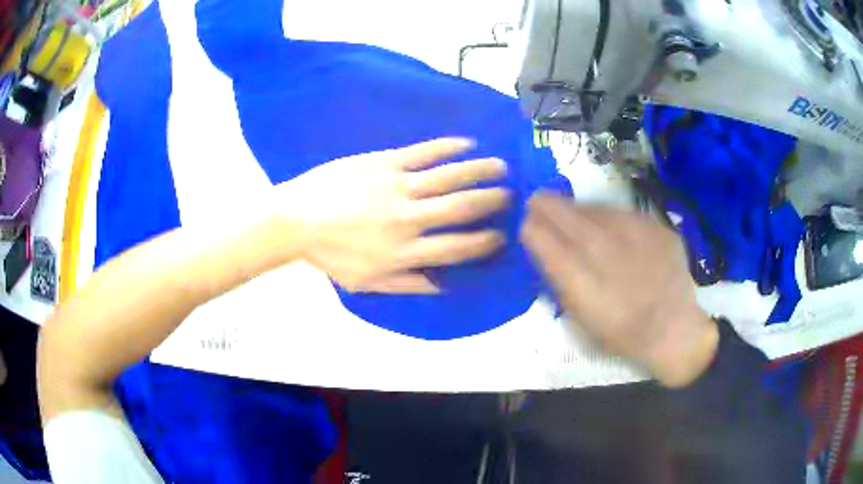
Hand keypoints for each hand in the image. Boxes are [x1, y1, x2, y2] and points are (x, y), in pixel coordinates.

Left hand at [279, 138, 509, 293]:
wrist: (295, 219)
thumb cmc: (328, 255)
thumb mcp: (365, 283)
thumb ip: (406, 284)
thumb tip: (442, 285)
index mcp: (404, 252)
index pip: (457, 247)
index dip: (484, 242)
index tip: (501, 235)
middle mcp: (408, 219)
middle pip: (461, 208)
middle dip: (492, 201)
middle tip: (510, 195)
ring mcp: (397, 187)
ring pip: (450, 177)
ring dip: (480, 171)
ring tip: (501, 167)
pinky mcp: (384, 162)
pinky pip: (423, 153)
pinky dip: (449, 147)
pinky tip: (467, 144)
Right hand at [520, 193, 718, 386]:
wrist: (674, 329)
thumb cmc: (624, 334)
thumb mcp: (585, 322)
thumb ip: (564, 286)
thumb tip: (546, 252)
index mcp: (589, 290)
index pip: (552, 249)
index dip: (535, 232)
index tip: (524, 222)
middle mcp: (612, 258)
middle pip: (572, 221)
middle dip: (549, 207)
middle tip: (536, 200)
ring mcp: (638, 240)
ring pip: (597, 212)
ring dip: (576, 207)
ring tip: (565, 208)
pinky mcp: (657, 229)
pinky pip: (622, 214)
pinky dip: (605, 214)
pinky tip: (601, 219)